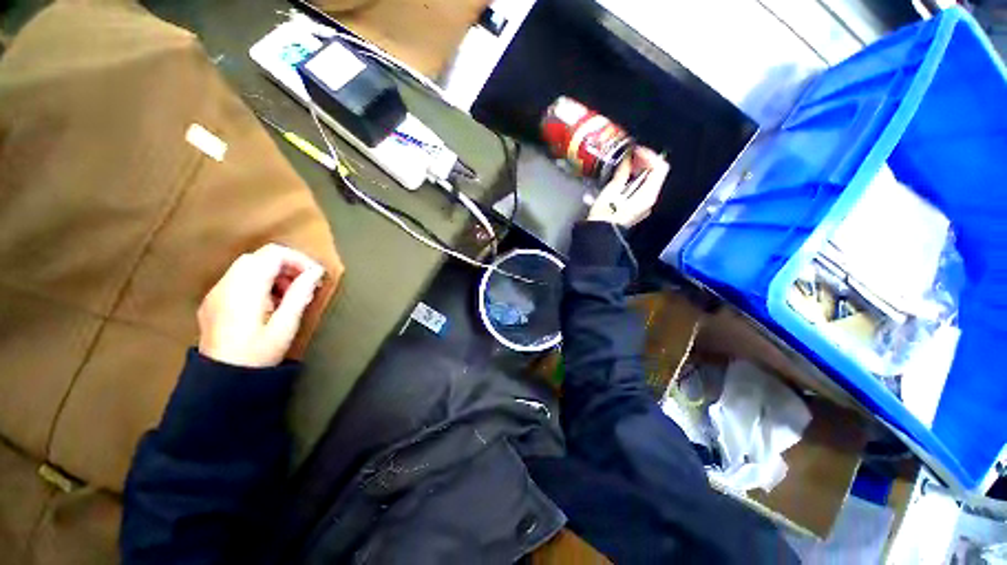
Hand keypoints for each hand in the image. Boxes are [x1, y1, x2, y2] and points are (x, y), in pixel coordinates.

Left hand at [198, 244, 324, 367]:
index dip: (298, 259)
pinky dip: (258, 282)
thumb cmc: (257, 355)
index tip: (315, 276)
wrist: (221, 380)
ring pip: (248, 266)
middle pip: (260, 257)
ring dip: (273, 274)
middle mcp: (226, 284)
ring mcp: (216, 292)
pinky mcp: (213, 301)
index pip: (273, 254)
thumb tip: (316, 272)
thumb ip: (300, 295)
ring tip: (288, 297)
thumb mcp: (285, 326)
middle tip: (303, 286)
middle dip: (286, 266)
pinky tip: (268, 304)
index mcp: (245, 289)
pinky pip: (238, 279)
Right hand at [587, 147, 669, 227]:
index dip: (649, 155)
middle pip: (655, 174)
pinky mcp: (636, 209)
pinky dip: (635, 180)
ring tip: (625, 164)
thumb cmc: (604, 216)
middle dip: (643, 161)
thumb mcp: (612, 191)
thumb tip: (628, 159)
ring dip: (638, 170)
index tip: (635, 150)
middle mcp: (650, 200)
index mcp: (648, 195)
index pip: (659, 167)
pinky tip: (623, 178)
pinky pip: (641, 189)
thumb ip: (622, 173)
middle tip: (629, 155)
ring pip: (648, 181)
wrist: (599, 236)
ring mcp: (644, 206)